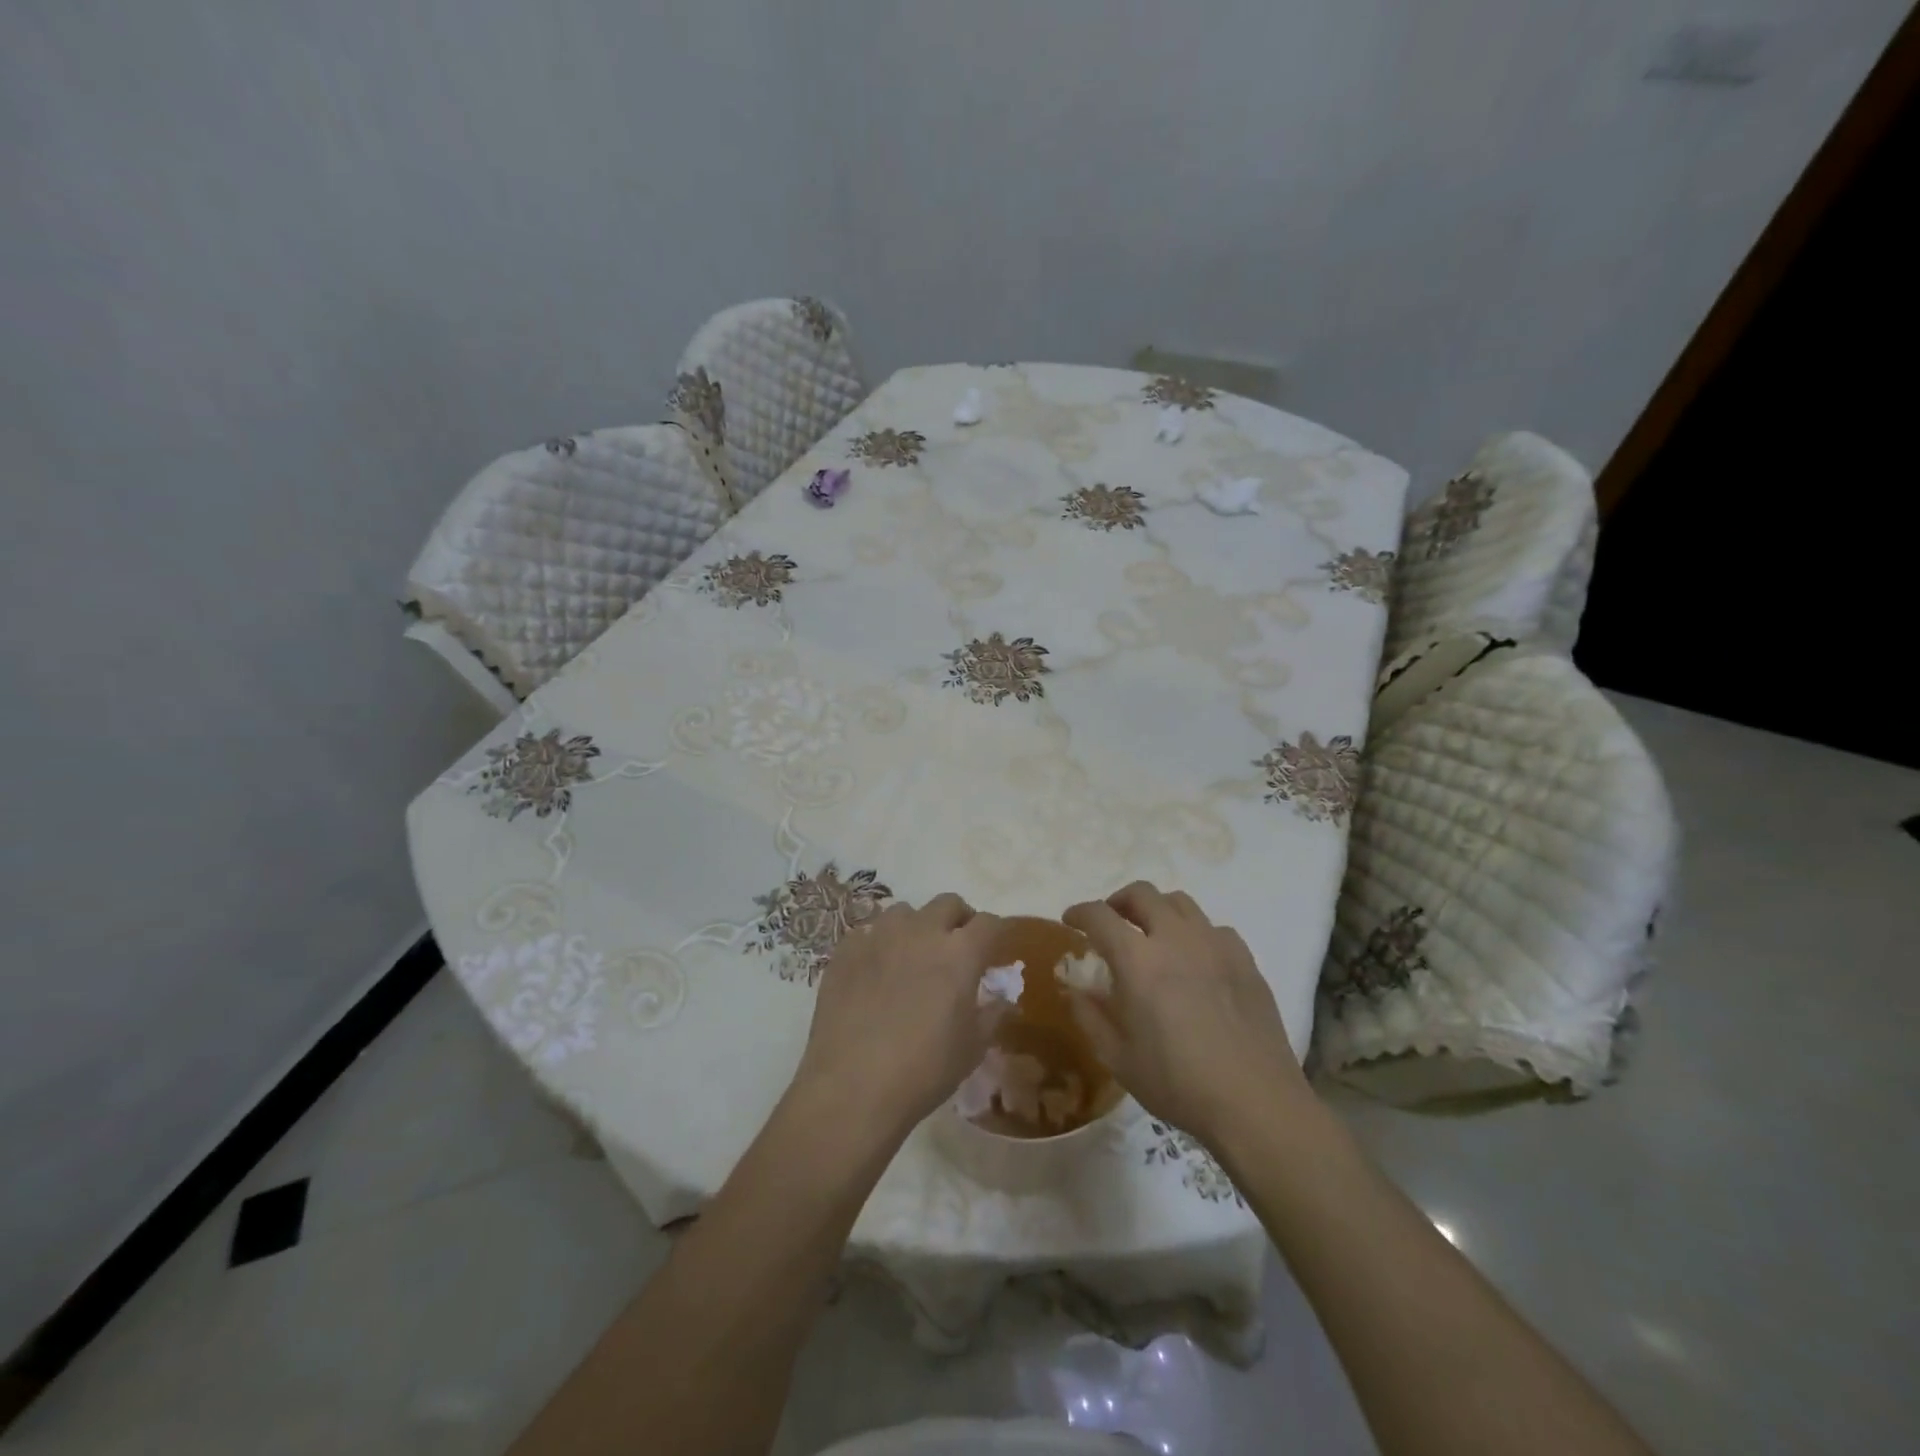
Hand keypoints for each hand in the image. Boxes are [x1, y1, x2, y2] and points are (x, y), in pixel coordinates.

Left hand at [794, 894, 1004, 1136]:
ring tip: (912, 957)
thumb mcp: (973, 1047)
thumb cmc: (925, 1070)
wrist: (853, 1087)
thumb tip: (1002, 999)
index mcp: (959, 952)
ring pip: (905, 912)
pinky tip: (875, 972)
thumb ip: (992, 1014)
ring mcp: (879, 936)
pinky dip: (878, 944)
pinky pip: (868, 932)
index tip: (994, 951)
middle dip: (958, 920)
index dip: (996, 933)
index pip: (989, 923)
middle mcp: (921, 931)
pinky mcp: (845, 950)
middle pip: (948, 903)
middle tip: (956, 949)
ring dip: (916, 927)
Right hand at [1063, 882, 1309, 1145]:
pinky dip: (1194, 933)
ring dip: (1157, 909)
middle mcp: (1175, 939)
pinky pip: (1213, 928)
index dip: (1080, 912)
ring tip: (1152, 934)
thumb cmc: (1177, 1083)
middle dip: (1118, 901)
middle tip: (1111, 922)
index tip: (1070, 920)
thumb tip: (1076, 990)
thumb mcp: (1118, 1058)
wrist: (1255, 1103)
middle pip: (1142, 894)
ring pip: (1180, 902)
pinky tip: (1195, 959)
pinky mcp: (1245, 959)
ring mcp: (1215, 945)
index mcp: (1138, 960)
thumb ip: (1090, 1016)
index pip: (1100, 915)